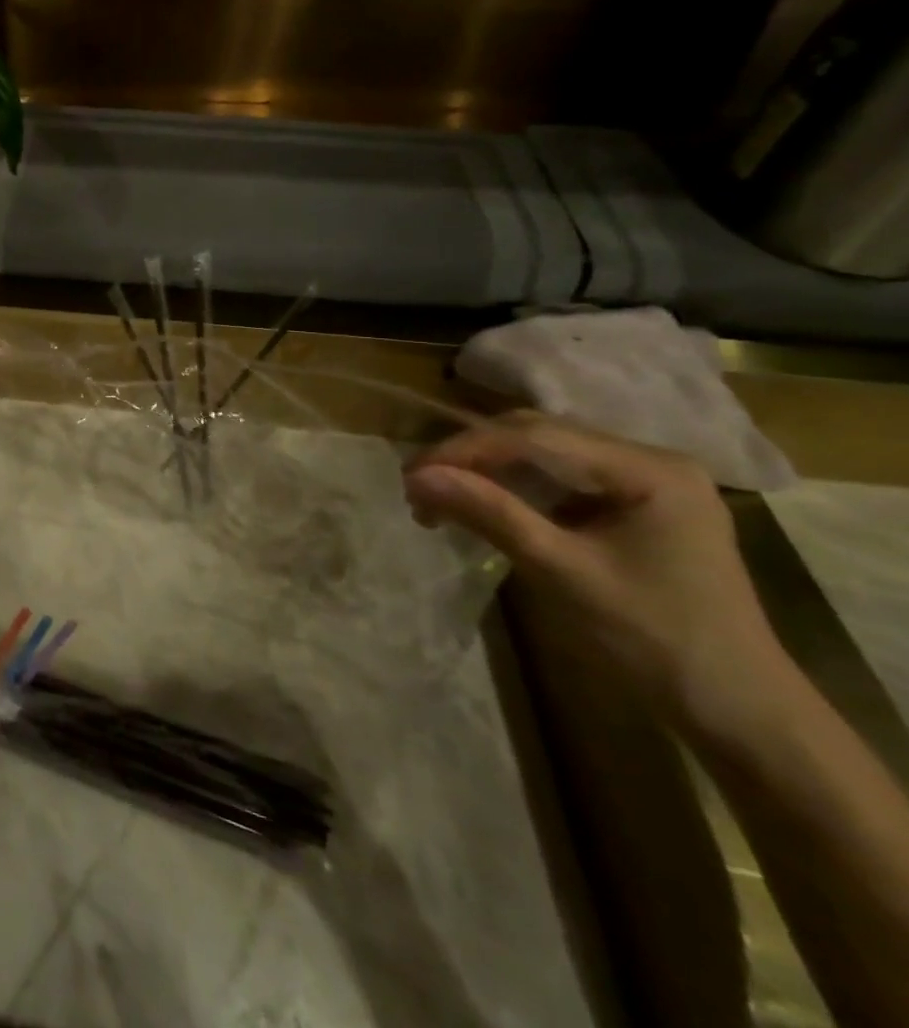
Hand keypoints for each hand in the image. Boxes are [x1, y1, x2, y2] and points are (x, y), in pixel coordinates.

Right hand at [403, 411, 785, 733]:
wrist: (738, 711)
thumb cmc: (655, 639)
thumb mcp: (563, 572)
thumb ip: (490, 514)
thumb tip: (417, 477)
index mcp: (649, 469)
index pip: (534, 436)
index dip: (465, 449)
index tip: (410, 476)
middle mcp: (650, 461)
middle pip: (537, 436)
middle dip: (472, 457)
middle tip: (419, 487)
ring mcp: (644, 482)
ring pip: (541, 455)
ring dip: (486, 472)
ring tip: (440, 499)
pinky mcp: (632, 506)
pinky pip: (557, 480)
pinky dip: (511, 489)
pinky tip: (483, 509)